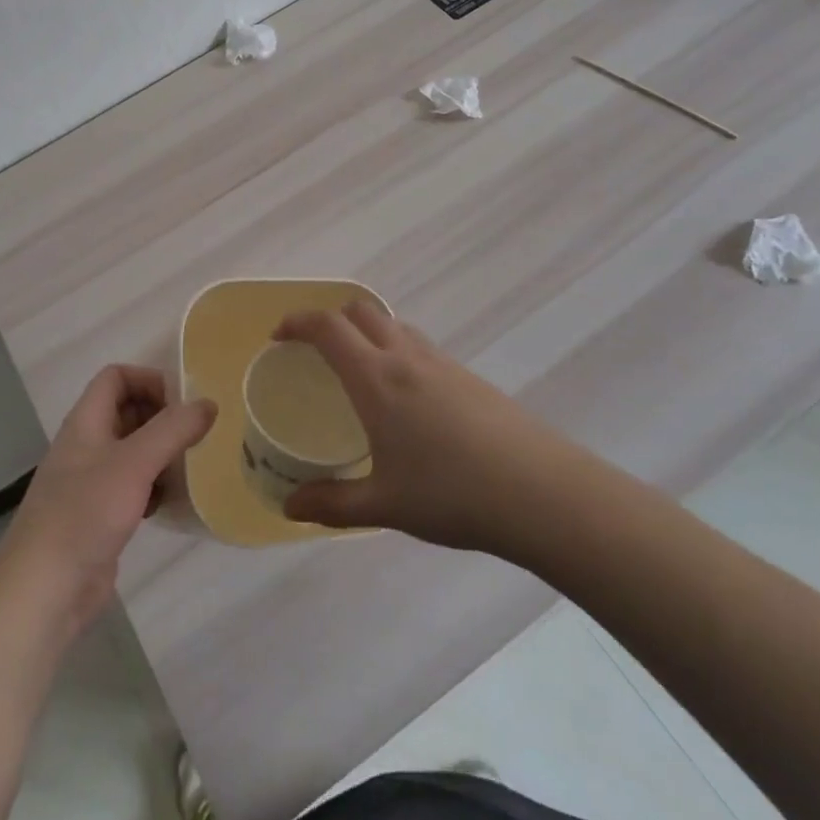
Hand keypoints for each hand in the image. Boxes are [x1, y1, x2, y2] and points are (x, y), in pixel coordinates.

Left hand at [0, 366, 215, 641]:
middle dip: (162, 418)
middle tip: (196, 434)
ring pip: (132, 450)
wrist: (44, 590)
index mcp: (85, 421)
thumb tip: (209, 404)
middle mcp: (86, 444)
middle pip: (127, 411)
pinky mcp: (99, 515)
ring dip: (162, 453)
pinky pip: (132, 486)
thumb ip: (173, 429)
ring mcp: (90, 482)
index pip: (116, 377)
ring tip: (191, 466)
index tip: (183, 403)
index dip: (148, 380)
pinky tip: (171, 502)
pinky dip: (154, 486)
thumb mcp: (135, 463)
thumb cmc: (86, 513)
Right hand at [273, 302, 569, 550]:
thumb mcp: (384, 505)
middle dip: (330, 319)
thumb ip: (331, 503)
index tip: (278, 337)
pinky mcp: (469, 376)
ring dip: (366, 331)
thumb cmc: (452, 494)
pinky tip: (404, 398)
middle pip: (360, 311)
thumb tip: (288, 507)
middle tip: (313, 351)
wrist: (541, 493)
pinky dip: (396, 350)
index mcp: (376, 378)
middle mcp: (406, 357)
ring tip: (357, 371)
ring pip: (393, 324)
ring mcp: (442, 362)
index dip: (297, 322)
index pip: (327, 328)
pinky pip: (419, 345)